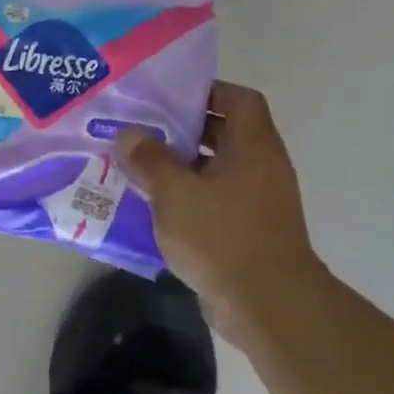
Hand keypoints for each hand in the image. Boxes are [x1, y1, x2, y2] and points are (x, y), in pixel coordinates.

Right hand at [115, 81, 323, 336]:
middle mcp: (261, 167)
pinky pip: (213, 201)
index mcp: (253, 147)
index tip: (167, 96)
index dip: (207, 91)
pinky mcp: (245, 231)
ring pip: (215, 170)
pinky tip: (151, 207)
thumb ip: (150, 160)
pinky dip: (186, 198)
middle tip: (140, 130)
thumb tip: (129, 135)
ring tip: (136, 167)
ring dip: (180, 167)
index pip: (239, 99)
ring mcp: (256, 201)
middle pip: (225, 133)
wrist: (264, 302)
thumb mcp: (175, 193)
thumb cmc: (221, 236)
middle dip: (183, 130)